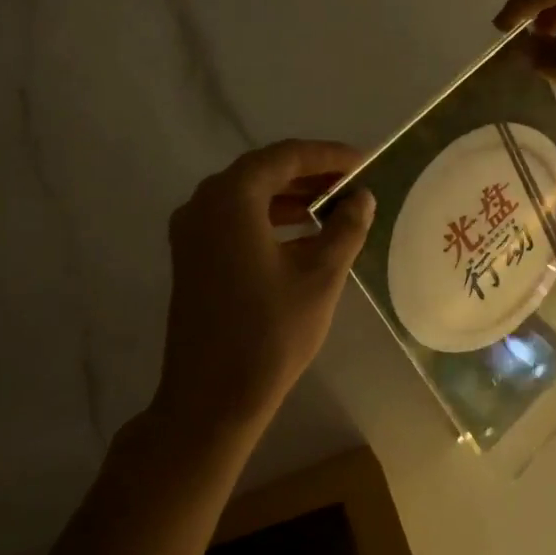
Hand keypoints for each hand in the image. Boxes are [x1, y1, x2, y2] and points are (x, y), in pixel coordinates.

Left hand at [154, 140, 375, 436]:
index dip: (328, 156)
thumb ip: (345, 228)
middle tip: (353, 183)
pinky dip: (269, 220)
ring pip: (247, 198)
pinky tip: (303, 237)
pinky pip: (234, 222)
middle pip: (263, 172)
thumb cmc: (270, 333)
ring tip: (335, 207)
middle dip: (310, 175)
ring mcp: (191, 232)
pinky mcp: (191, 258)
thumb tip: (362, 198)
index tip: (365, 162)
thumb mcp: (320, 276)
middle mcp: (203, 204)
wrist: (210, 398)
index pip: (285, 156)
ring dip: (290, 198)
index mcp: (231, 198)